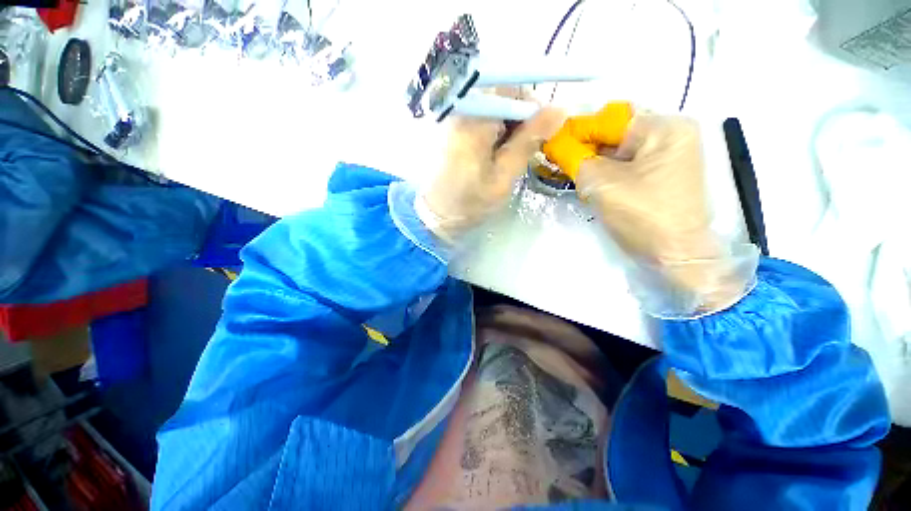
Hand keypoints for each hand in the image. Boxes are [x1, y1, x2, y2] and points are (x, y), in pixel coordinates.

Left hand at [417, 93, 565, 243]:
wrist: (434, 216)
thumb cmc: (469, 203)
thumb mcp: (502, 178)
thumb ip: (527, 143)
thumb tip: (558, 111)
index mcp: (474, 123)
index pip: (510, 89)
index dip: (531, 107)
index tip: (539, 133)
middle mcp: (460, 112)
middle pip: (499, 96)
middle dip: (518, 119)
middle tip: (523, 149)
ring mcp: (452, 119)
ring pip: (491, 109)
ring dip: (506, 127)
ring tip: (506, 156)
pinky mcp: (448, 129)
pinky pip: (478, 119)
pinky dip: (491, 132)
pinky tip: (492, 154)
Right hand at [561, 111, 758, 316]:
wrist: (675, 256)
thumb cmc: (643, 217)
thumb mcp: (603, 185)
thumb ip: (576, 160)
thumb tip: (554, 144)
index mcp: (664, 128)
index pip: (609, 121)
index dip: (576, 132)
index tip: (550, 145)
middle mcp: (669, 135)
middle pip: (615, 135)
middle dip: (585, 150)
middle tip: (560, 164)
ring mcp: (667, 155)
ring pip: (618, 151)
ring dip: (593, 163)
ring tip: (573, 177)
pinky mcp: (660, 173)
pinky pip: (625, 165)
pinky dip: (605, 173)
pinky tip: (591, 185)